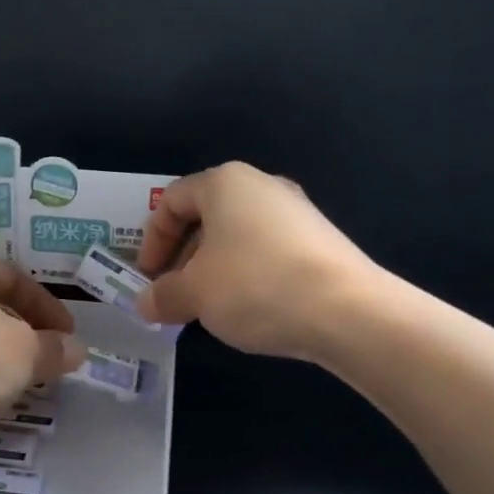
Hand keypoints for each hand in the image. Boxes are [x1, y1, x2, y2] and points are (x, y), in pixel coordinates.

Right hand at [136, 162, 378, 360]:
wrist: (347, 310)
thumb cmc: (254, 286)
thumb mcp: (194, 294)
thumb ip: (162, 295)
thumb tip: (145, 302)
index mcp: (225, 183)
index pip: (171, 202)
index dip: (151, 241)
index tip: (149, 278)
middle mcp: (262, 186)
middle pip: (206, 218)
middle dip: (183, 259)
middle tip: (175, 296)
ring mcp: (296, 212)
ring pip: (237, 237)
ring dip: (213, 270)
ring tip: (209, 308)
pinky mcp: (319, 240)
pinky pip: (267, 251)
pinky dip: (247, 275)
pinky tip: (249, 309)